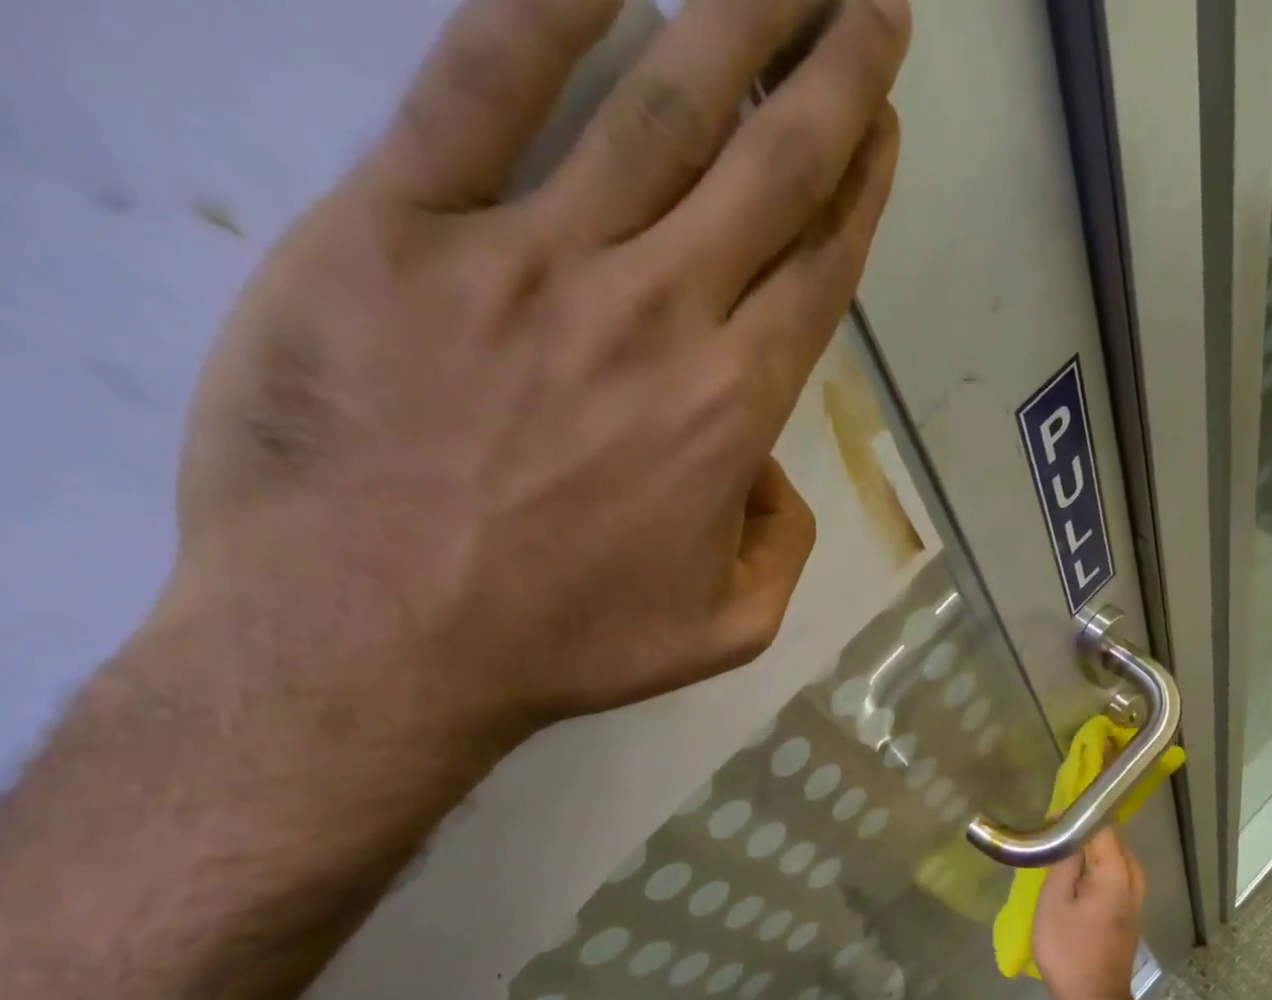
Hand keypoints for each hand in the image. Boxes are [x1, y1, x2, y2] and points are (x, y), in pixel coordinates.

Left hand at [161, 0, 909, 752]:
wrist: (372, 646)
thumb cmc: (563, 647)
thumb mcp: (725, 631)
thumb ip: (782, 548)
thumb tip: (771, 472)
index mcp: (731, 412)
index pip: (817, 271)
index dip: (860, 188)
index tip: (885, 124)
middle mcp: (657, 315)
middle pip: (768, 166)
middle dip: (836, 71)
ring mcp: (530, 261)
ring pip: (657, 104)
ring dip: (735, 12)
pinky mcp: (398, 226)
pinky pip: (477, 82)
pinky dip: (538, 0)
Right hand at [1032, 827, 1145, 999]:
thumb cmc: (1067, 950)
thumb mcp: (1054, 900)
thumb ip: (1064, 859)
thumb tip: (1065, 825)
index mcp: (1117, 871)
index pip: (1103, 825)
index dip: (1076, 817)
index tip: (1049, 821)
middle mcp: (1134, 878)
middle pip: (1110, 840)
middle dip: (1082, 835)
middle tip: (1049, 842)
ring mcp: (1136, 897)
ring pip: (1113, 858)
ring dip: (1088, 855)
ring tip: (1057, 862)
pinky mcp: (1130, 912)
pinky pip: (1115, 876)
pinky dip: (1095, 872)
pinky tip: (1073, 883)